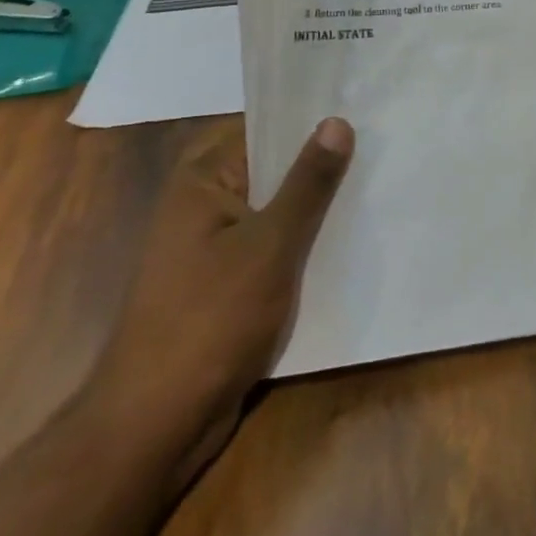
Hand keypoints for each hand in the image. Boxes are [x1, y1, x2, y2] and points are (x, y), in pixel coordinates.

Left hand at [92, 116, 353, 492]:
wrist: (154, 429)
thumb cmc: (209, 321)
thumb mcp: (270, 245)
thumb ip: (307, 183)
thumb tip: (336, 121)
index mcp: (202, 178)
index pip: (263, 128)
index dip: (310, 118)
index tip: (361, 105)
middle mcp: (203, 203)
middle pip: (272, 168)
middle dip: (320, 162)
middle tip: (381, 141)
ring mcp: (213, 246)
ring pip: (276, 209)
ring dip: (316, 206)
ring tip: (377, 182)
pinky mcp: (225, 283)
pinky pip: (272, 246)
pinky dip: (303, 242)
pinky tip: (349, 238)